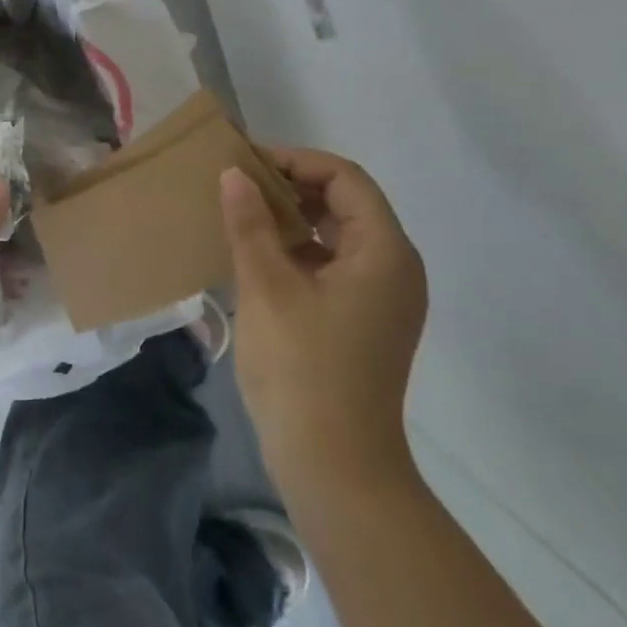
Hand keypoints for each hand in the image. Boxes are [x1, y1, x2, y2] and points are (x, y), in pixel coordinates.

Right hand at [220, 148, 426, 493]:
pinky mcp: (365, 322)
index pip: (344, 178)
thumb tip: (233, 174)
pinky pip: (333, 266)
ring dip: (293, 218)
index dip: (295, 160)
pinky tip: (257, 256)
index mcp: (384, 252)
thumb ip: (250, 224)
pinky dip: (299, 251)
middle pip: (346, 203)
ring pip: (338, 235)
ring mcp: (382, 299)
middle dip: (292, 186)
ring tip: (241, 214)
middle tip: (238, 184)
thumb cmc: (302, 368)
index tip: (245, 162)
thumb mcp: (266, 286)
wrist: (334, 467)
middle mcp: (394, 268)